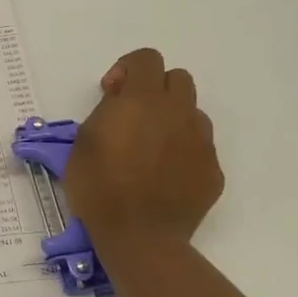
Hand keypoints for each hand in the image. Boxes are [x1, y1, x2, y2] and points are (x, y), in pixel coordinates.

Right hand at [64, 48, 222, 246]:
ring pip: (192, 113)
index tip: (112, 92)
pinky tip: (164, 177)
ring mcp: (201, 142)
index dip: (128, 68)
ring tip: (151, 148)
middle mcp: (178, 113)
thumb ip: (107, 111)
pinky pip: (199, 148)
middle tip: (134, 116)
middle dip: (156, 89)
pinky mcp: (213, 170)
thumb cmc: (99, 187)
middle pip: (178, 79)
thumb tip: (121, 102)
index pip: (147, 59)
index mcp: (143, 100)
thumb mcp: (84, 141)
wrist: (139, 237)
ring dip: (172, 120)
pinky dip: (183, 153)